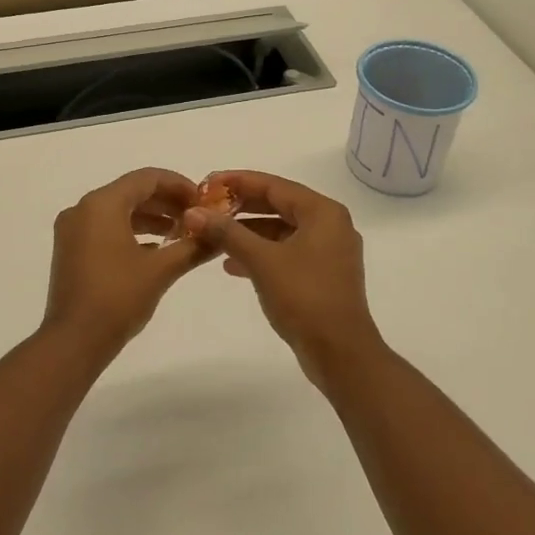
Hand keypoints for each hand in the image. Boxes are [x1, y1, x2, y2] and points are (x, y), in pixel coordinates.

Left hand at [42, 168, 214, 354]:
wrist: (74, 341)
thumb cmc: (118, 298)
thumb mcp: (161, 270)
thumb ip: (193, 247)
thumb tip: (220, 235)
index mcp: (102, 204)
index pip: (146, 178)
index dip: (179, 185)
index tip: (204, 201)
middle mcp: (83, 209)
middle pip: (132, 191)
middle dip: (166, 202)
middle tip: (197, 217)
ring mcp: (73, 230)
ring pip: (118, 210)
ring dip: (150, 218)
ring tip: (181, 233)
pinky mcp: (70, 249)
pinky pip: (105, 227)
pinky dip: (131, 231)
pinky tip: (156, 249)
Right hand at [183, 170, 383, 385]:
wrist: (340, 353)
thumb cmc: (304, 298)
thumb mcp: (261, 261)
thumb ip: (227, 233)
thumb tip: (193, 212)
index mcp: (323, 212)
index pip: (274, 185)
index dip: (238, 181)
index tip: (207, 182)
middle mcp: (330, 225)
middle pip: (278, 205)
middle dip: (241, 208)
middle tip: (207, 207)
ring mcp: (329, 252)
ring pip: (281, 231)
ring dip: (248, 233)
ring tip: (213, 236)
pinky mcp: (322, 275)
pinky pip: (287, 252)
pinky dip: (261, 254)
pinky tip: (232, 266)